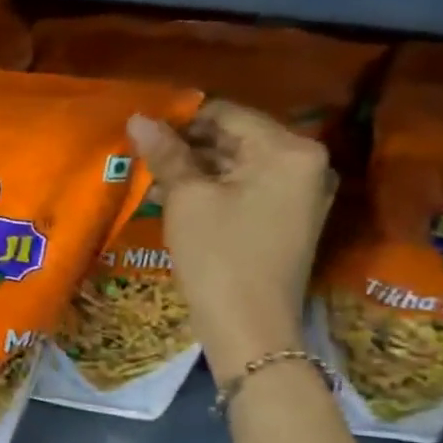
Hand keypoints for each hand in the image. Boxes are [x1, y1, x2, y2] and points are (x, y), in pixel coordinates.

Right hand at [127, 101, 332, 372]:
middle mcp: (304, 164)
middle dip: (187, 145)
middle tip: (141, 156)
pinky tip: (172, 198)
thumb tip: (139, 117)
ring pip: (236, 165)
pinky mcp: (286, 220)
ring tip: (149, 178)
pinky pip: (245, 189)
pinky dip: (211, 190)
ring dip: (194, 169)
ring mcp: (299, 194)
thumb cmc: (219, 256)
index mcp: (289, 150)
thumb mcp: (187, 198)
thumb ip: (166, 153)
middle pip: (235, 138)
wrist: (250, 329)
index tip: (141, 131)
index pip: (227, 113)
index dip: (180, 119)